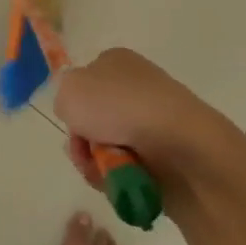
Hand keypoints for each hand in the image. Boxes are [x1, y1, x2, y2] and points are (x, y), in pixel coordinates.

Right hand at [54, 47, 215, 192]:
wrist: (182, 146)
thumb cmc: (120, 108)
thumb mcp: (70, 90)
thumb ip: (63, 97)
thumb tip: (80, 114)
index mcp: (116, 62)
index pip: (84, 81)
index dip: (73, 104)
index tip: (72, 120)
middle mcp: (136, 88)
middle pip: (93, 119)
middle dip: (83, 141)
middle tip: (83, 152)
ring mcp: (153, 122)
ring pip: (108, 148)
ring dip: (97, 163)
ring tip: (105, 171)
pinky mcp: (166, 154)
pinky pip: (129, 169)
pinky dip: (118, 178)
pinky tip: (120, 182)